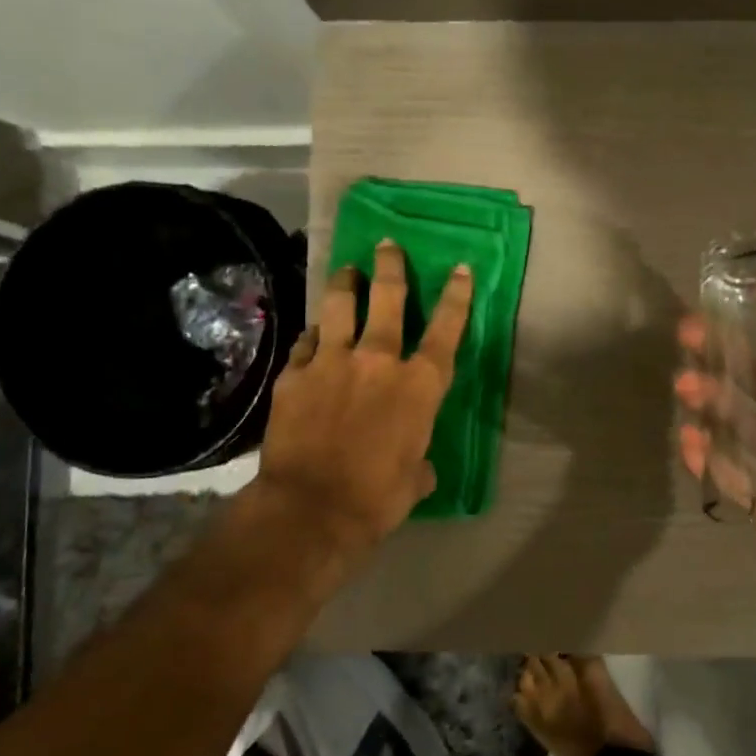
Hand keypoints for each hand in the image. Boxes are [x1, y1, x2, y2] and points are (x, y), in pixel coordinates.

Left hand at [255, 239, 472, 556]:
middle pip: (387, 299)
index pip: (446, 331)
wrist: (310, 509)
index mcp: (419, 386)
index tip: (460, 268)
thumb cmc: (377, 498)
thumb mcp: (414, 480)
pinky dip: (314, 336)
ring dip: (346, 284)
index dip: (456, 297)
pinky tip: (314, 334)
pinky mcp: (294, 375)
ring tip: (347, 270)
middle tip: (387, 246)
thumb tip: (416, 465)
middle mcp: (378, 362)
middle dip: (391, 267)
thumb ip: (418, 461)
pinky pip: (306, 343)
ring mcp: (332, 363)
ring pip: (339, 307)